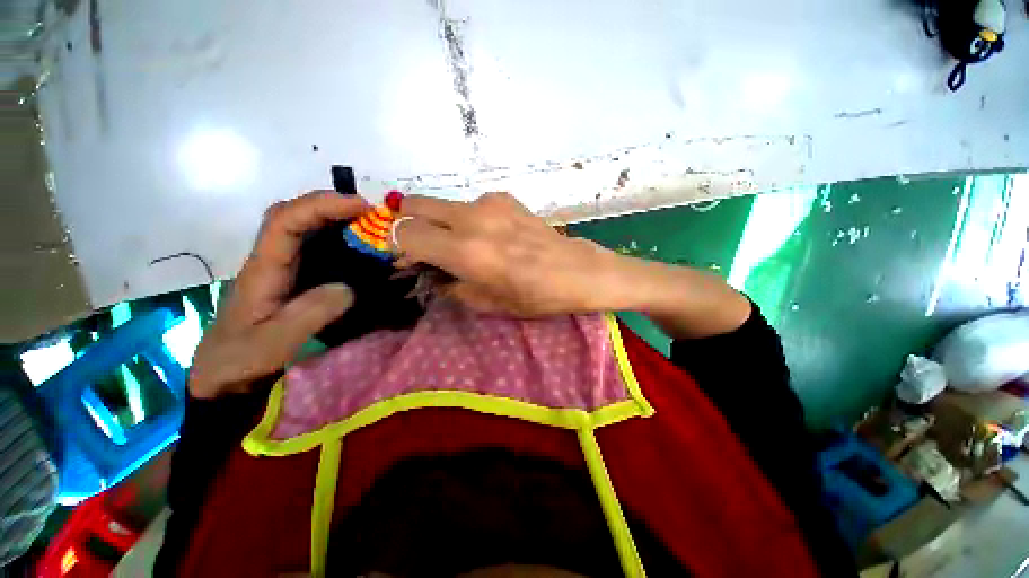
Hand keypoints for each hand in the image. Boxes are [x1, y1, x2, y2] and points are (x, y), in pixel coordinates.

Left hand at [189, 191, 365, 398]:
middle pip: (292, 214)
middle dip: (330, 205)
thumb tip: (348, 287)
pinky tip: (358, 249)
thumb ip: (310, 314)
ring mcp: (281, 268)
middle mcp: (270, 259)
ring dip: (336, 220)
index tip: (360, 206)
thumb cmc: (242, 360)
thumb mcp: (274, 343)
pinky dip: (338, 240)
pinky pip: (314, 248)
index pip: (284, 221)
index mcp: (262, 269)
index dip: (321, 206)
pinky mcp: (292, 278)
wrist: (224, 376)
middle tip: (369, 213)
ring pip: (304, 228)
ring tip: (369, 227)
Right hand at [394, 192, 620, 316]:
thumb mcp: (488, 304)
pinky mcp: (504, 197)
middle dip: (409, 224)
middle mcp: (471, 219)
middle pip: (413, 205)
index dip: (397, 246)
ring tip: (463, 244)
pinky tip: (491, 235)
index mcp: (466, 251)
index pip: (404, 233)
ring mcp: (489, 202)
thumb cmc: (536, 296)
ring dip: (440, 222)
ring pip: (442, 204)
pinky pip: (470, 205)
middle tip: (425, 247)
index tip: (408, 260)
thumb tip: (429, 273)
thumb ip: (449, 286)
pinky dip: (467, 219)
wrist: (577, 271)